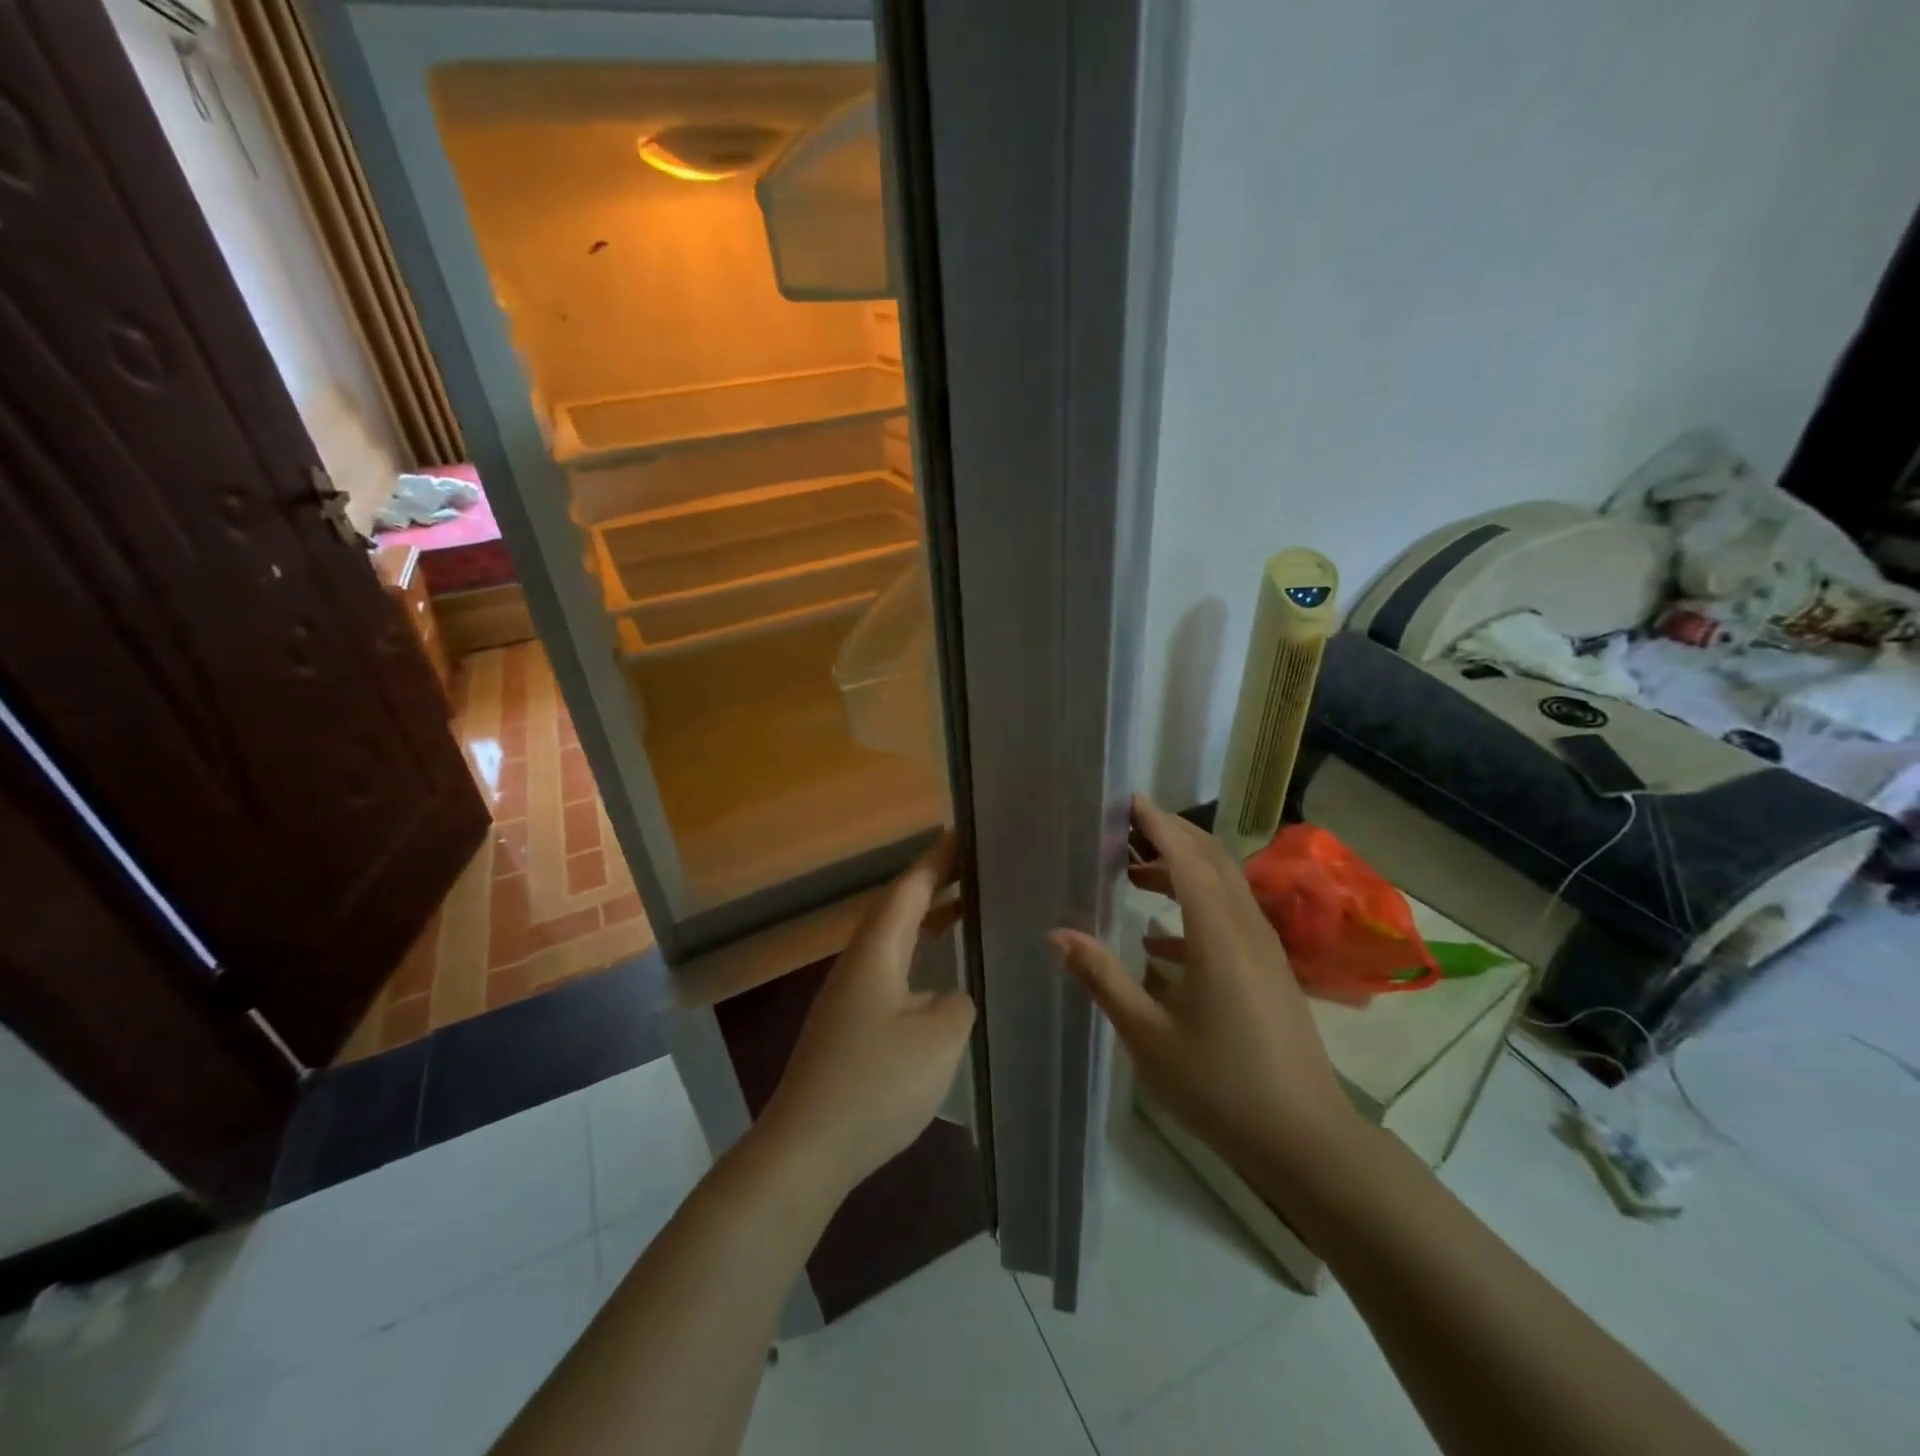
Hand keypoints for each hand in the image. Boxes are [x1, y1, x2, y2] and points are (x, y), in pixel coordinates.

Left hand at [759, 831, 975, 1194]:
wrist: (808, 1148)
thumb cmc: (876, 1083)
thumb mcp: (939, 1037)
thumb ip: (958, 1003)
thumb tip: (952, 995)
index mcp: (876, 950)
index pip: (910, 888)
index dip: (938, 859)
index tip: (965, 832)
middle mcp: (859, 962)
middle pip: (898, 908)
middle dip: (935, 883)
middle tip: (976, 866)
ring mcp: (850, 995)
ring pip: (894, 940)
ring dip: (927, 920)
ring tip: (967, 908)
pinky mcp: (850, 1026)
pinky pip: (891, 970)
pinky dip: (919, 956)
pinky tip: (939, 979)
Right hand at [1051, 795, 1357, 1171]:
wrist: (1304, 1138)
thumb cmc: (1219, 1086)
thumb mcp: (1148, 1036)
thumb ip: (1102, 977)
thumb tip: (1057, 934)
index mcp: (1217, 936)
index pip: (1186, 859)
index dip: (1158, 825)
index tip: (1130, 800)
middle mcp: (1245, 929)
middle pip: (1211, 859)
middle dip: (1172, 834)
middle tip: (1128, 824)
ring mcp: (1264, 949)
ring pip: (1224, 885)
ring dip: (1182, 868)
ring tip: (1134, 874)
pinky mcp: (1270, 969)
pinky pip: (1231, 916)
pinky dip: (1195, 907)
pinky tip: (1158, 940)